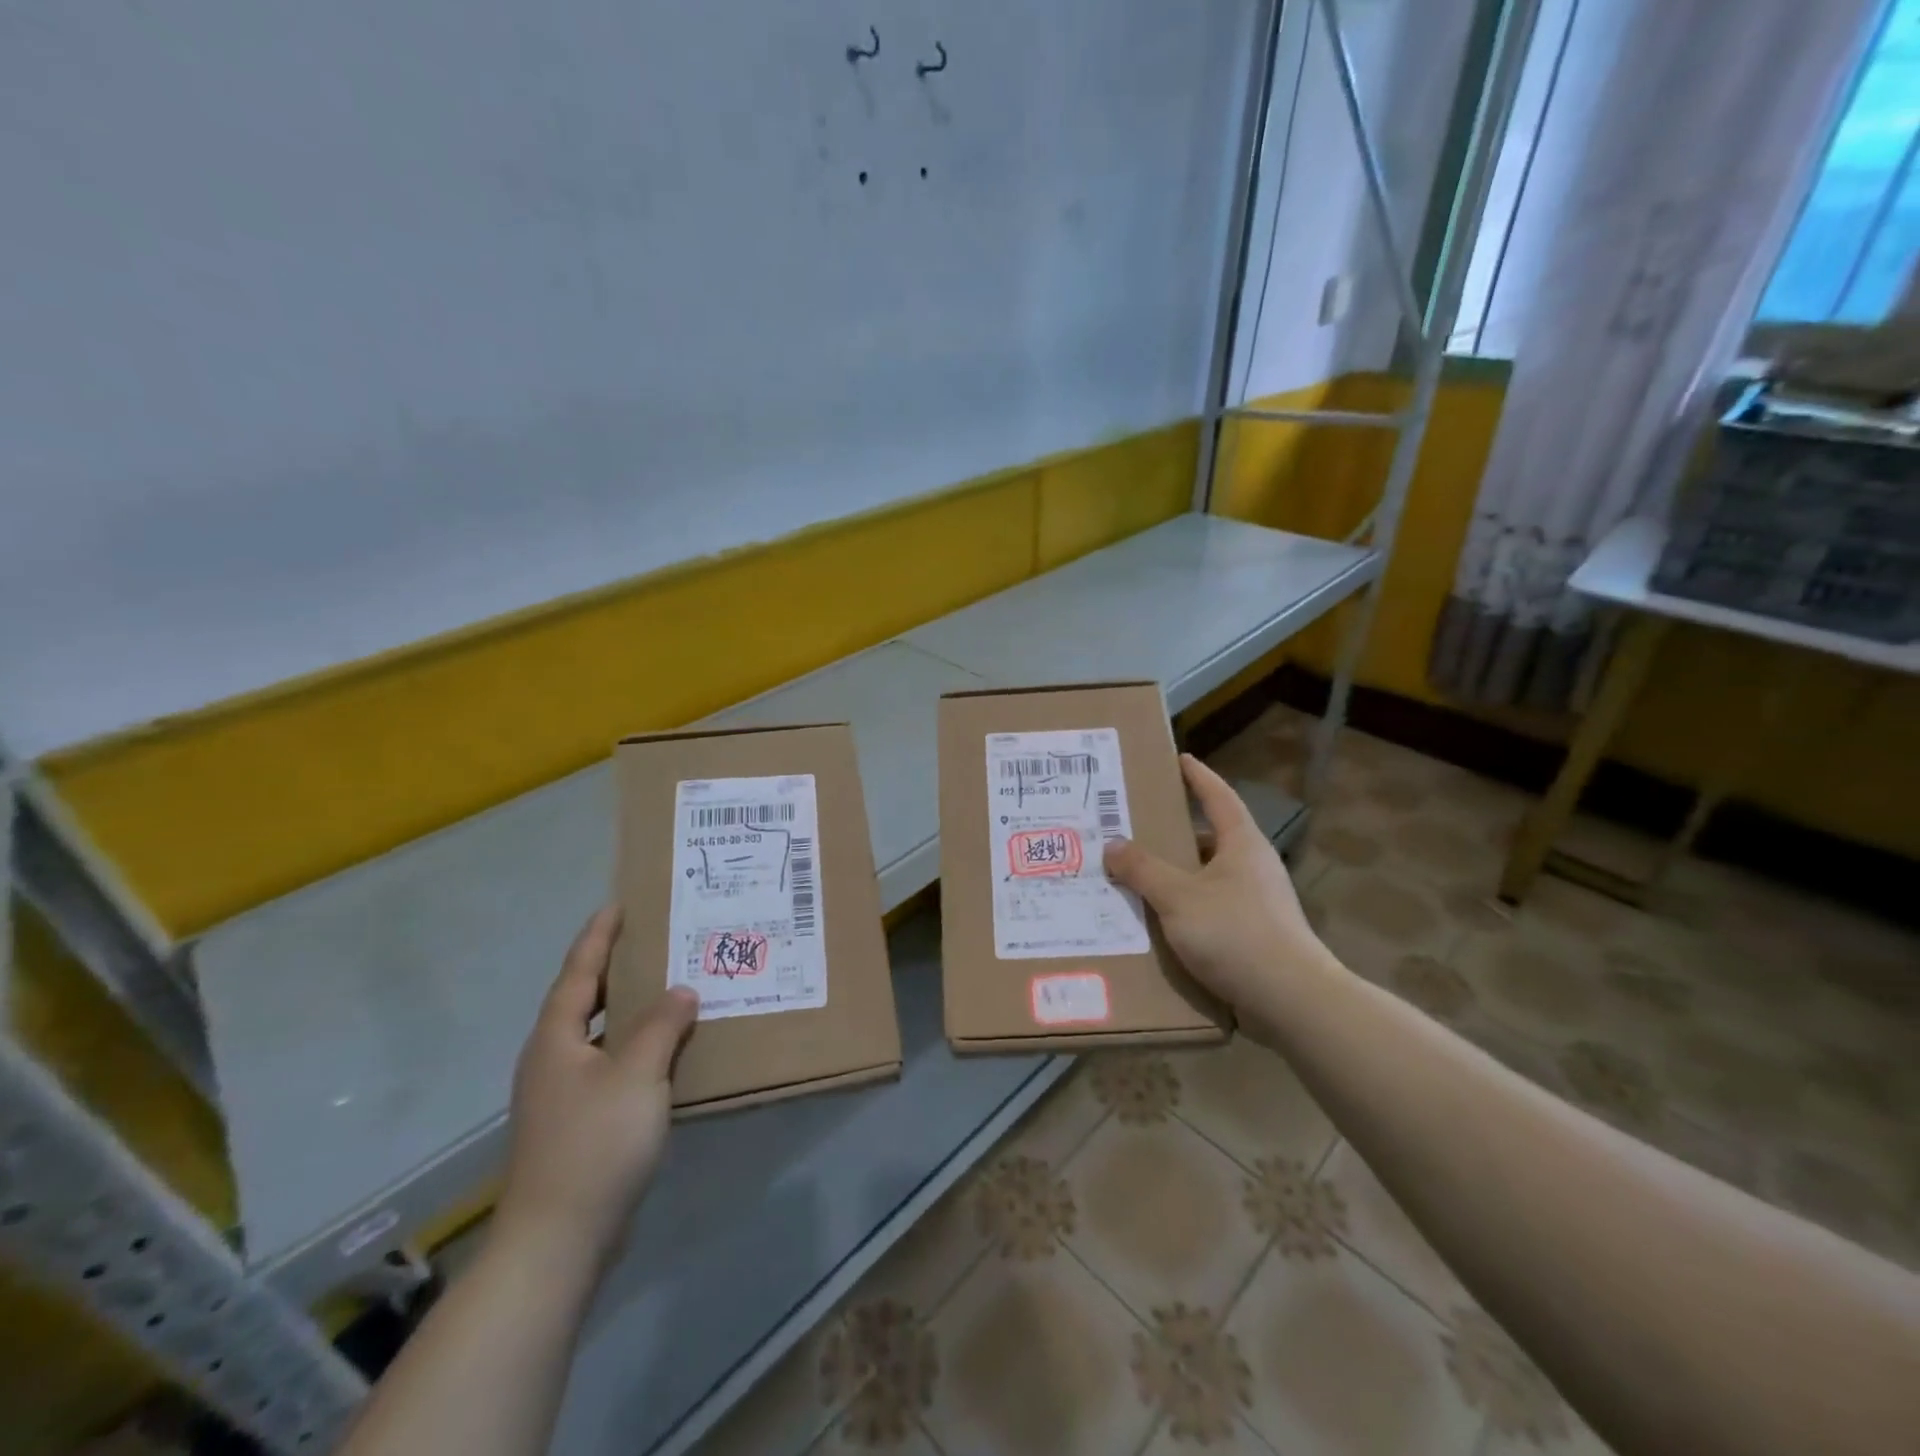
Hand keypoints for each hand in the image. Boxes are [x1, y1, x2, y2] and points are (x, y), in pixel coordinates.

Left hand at [495, 907, 697, 1268]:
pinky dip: (634, 1046)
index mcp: (556, 1039)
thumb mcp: (637, 1074)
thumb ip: (662, 1025)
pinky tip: (665, 1051)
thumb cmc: (595, 1144)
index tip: (619, 905)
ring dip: (628, 1009)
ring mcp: (561, 1094)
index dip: (598, 937)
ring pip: (598, 1034)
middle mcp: (552, 1059)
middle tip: (653, 940)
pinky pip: (609, 1064)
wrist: (557, 1240)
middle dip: (614, 969)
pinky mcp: (576, 1123)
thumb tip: (681, 991)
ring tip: (666, 987)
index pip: (578, 972)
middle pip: (583, 1000)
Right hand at [1104, 754, 1335, 1023]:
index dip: (1198, 777)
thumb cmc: (1235, 933)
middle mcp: (1253, 866)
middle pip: (1211, 836)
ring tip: (1139, 874)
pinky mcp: (1256, 934)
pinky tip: (1160, 920)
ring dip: (1178, 873)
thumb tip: (1113, 844)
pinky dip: (1186, 906)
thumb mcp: (1178, 897)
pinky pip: (1212, 907)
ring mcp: (1258, 901)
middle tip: (1138, 825)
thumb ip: (1143, 870)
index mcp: (1242, 843)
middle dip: (1176, 830)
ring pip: (1210, 876)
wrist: (1291, 1000)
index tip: (1180, 759)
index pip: (1218, 796)